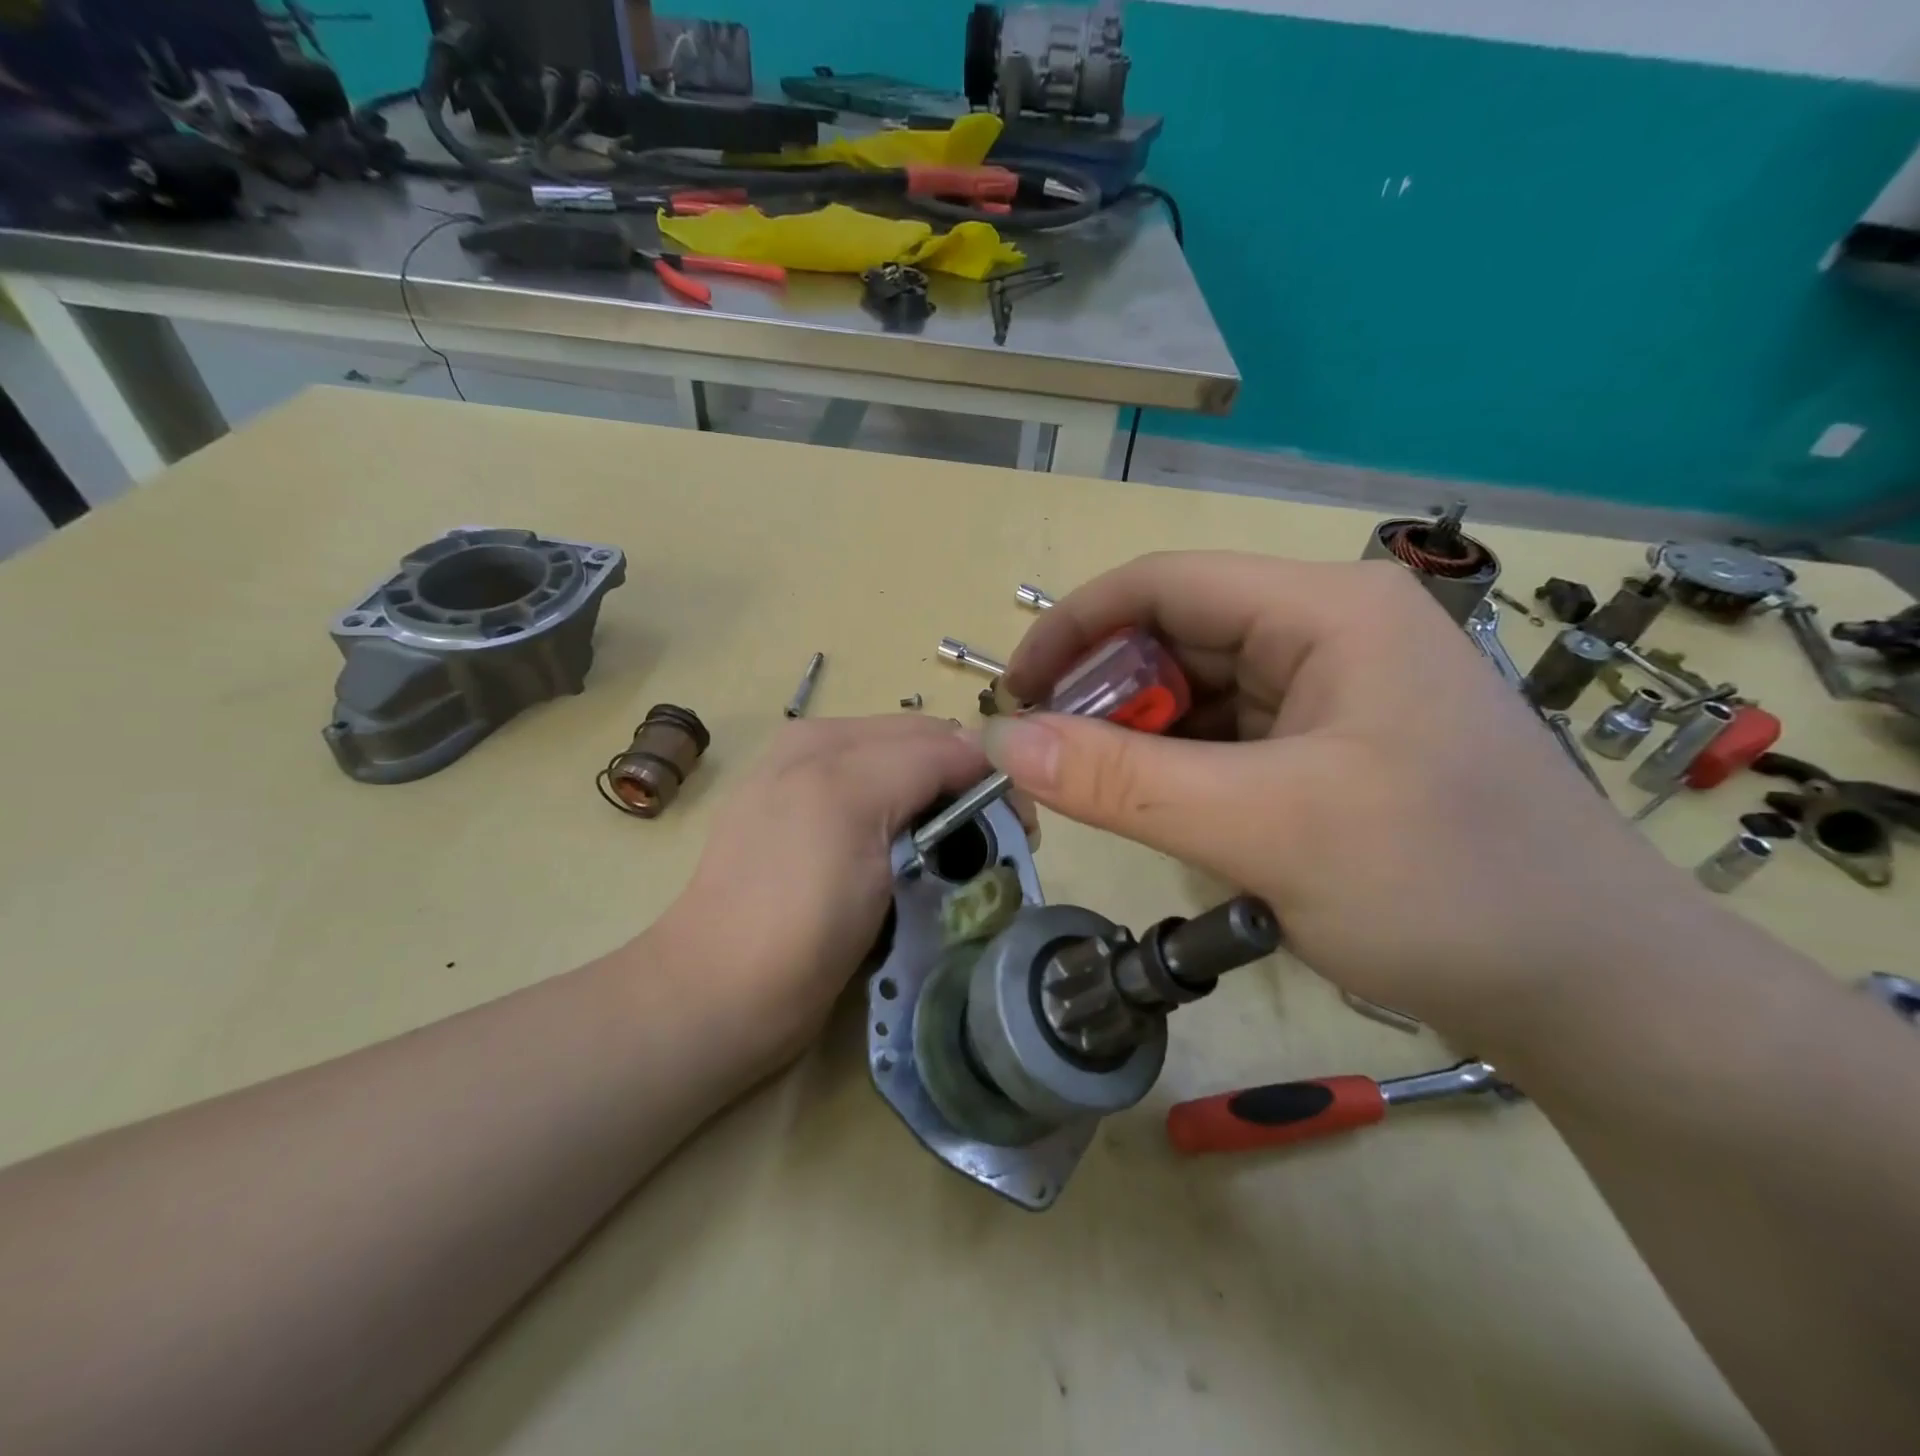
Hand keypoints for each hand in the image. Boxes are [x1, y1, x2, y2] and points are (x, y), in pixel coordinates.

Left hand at [652, 715, 1021, 1065]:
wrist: (724, 998)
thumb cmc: (794, 905)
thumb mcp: (854, 806)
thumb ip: (921, 759)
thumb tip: (984, 747)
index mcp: (828, 738)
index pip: (935, 734)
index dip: (985, 772)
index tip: (1021, 828)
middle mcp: (822, 758)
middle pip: (924, 758)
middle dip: (967, 794)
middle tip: (997, 850)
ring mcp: (818, 804)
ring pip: (912, 791)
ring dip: (946, 820)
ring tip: (961, 867)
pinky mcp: (819, 847)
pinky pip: (888, 821)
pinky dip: (916, 837)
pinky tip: (917, 871)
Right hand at [987, 553, 1697, 1043]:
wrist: (1594, 991)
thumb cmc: (1442, 889)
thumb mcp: (1263, 829)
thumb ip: (1122, 782)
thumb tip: (1003, 741)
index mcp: (1325, 610)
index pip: (1162, 583)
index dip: (1073, 629)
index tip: (1014, 694)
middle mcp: (1329, 631)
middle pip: (1178, 638)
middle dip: (1106, 696)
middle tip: (1051, 766)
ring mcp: (1335, 691)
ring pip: (1200, 694)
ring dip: (1143, 741)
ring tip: (1104, 799)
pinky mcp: (1335, 746)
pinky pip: (1231, 739)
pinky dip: (1183, 770)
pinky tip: (1169, 815)